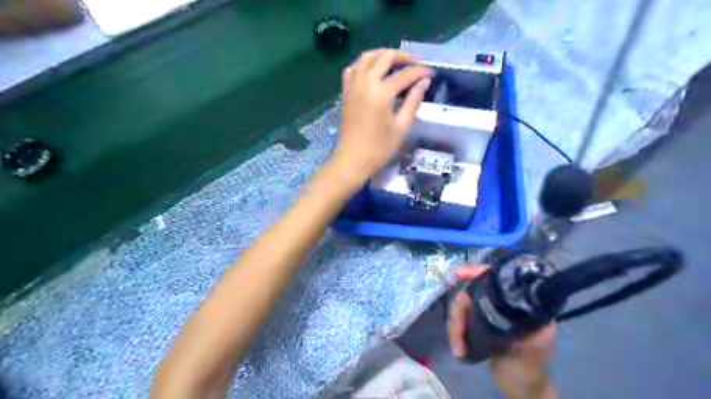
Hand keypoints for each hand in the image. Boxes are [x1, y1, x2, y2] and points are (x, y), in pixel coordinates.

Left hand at [335, 48, 432, 183]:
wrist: (352, 160)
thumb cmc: (379, 148)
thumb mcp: (401, 126)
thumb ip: (413, 101)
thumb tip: (424, 82)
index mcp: (381, 92)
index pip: (405, 74)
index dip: (420, 72)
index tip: (431, 73)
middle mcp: (366, 82)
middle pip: (385, 57)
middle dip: (403, 56)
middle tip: (416, 63)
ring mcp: (353, 85)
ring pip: (367, 57)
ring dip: (383, 55)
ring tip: (396, 62)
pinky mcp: (345, 92)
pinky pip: (353, 69)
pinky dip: (364, 64)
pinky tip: (373, 71)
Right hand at [445, 265, 558, 398]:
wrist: (521, 390)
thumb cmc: (531, 370)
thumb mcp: (535, 352)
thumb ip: (533, 334)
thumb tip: (527, 313)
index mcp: (519, 305)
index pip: (497, 279)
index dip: (478, 272)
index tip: (458, 273)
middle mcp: (502, 305)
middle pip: (473, 293)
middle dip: (460, 309)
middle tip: (457, 330)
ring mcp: (489, 315)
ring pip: (463, 307)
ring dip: (455, 325)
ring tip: (457, 347)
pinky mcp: (479, 326)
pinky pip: (461, 320)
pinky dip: (456, 331)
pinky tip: (457, 347)